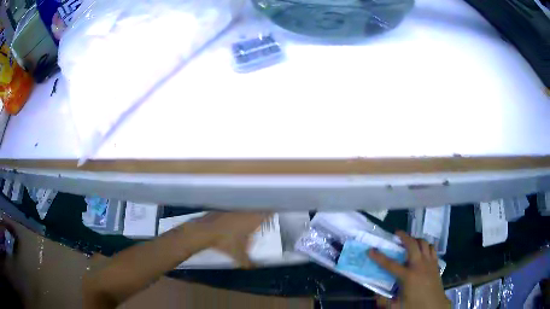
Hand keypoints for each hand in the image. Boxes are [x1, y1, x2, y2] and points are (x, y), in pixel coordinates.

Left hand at [185, 212, 271, 267]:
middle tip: (260, 224)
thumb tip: (257, 268)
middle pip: (256, 210)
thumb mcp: (239, 255)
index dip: (270, 215)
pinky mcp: (223, 209)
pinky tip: (231, 223)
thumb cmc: (226, 242)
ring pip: (245, 210)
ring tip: (246, 224)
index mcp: (253, 220)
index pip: (267, 213)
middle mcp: (245, 212)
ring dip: (247, 215)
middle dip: (259, 216)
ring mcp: (233, 209)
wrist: (205, 232)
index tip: (272, 218)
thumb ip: (249, 262)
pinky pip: (233, 211)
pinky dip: (235, 215)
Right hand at [368, 231, 450, 308]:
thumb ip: (384, 300)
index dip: (379, 257)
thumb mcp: (396, 306)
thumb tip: (375, 294)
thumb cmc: (414, 306)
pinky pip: (432, 249)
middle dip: (404, 236)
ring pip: (424, 243)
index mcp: (407, 277)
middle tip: (397, 234)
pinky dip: (426, 246)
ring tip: (410, 241)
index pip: (390, 264)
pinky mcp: (436, 264)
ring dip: (416, 239)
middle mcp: (419, 265)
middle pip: (412, 244)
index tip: (371, 250)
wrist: (434, 306)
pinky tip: (422, 251)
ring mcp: (429, 263)